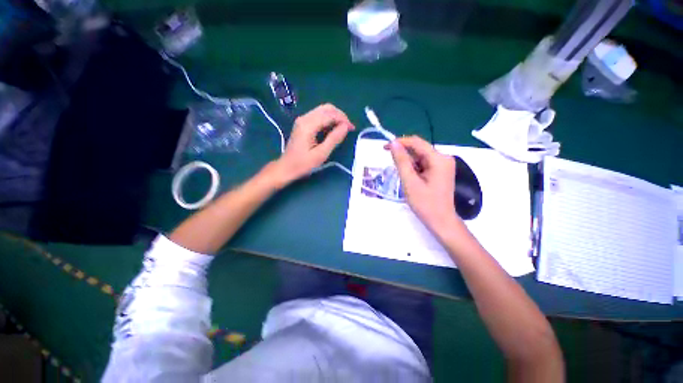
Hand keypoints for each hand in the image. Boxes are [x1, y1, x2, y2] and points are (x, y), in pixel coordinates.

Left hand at [269, 104, 354, 187]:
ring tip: (343, 129)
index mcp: (308, 125)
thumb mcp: (321, 154)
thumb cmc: (303, 164)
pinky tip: (333, 129)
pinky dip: (328, 120)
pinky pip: (318, 116)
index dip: (343, 119)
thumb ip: (334, 139)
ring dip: (335, 117)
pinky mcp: (303, 123)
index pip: (330, 114)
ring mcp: (303, 120)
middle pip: (326, 108)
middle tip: (348, 127)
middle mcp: (304, 118)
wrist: (286, 167)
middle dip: (340, 115)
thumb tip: (346, 127)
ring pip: (323, 110)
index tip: (352, 128)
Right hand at [387, 136, 459, 232]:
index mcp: (439, 159)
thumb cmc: (425, 203)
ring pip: (420, 157)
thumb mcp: (410, 181)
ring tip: (405, 178)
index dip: (400, 142)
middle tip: (394, 168)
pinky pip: (424, 164)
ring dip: (409, 164)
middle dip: (404, 156)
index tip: (385, 148)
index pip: (417, 142)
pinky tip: (411, 179)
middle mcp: (443, 158)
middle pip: (419, 149)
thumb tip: (394, 143)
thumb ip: (401, 161)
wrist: (441, 221)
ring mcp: (443, 165)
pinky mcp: (440, 171)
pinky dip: (414, 169)